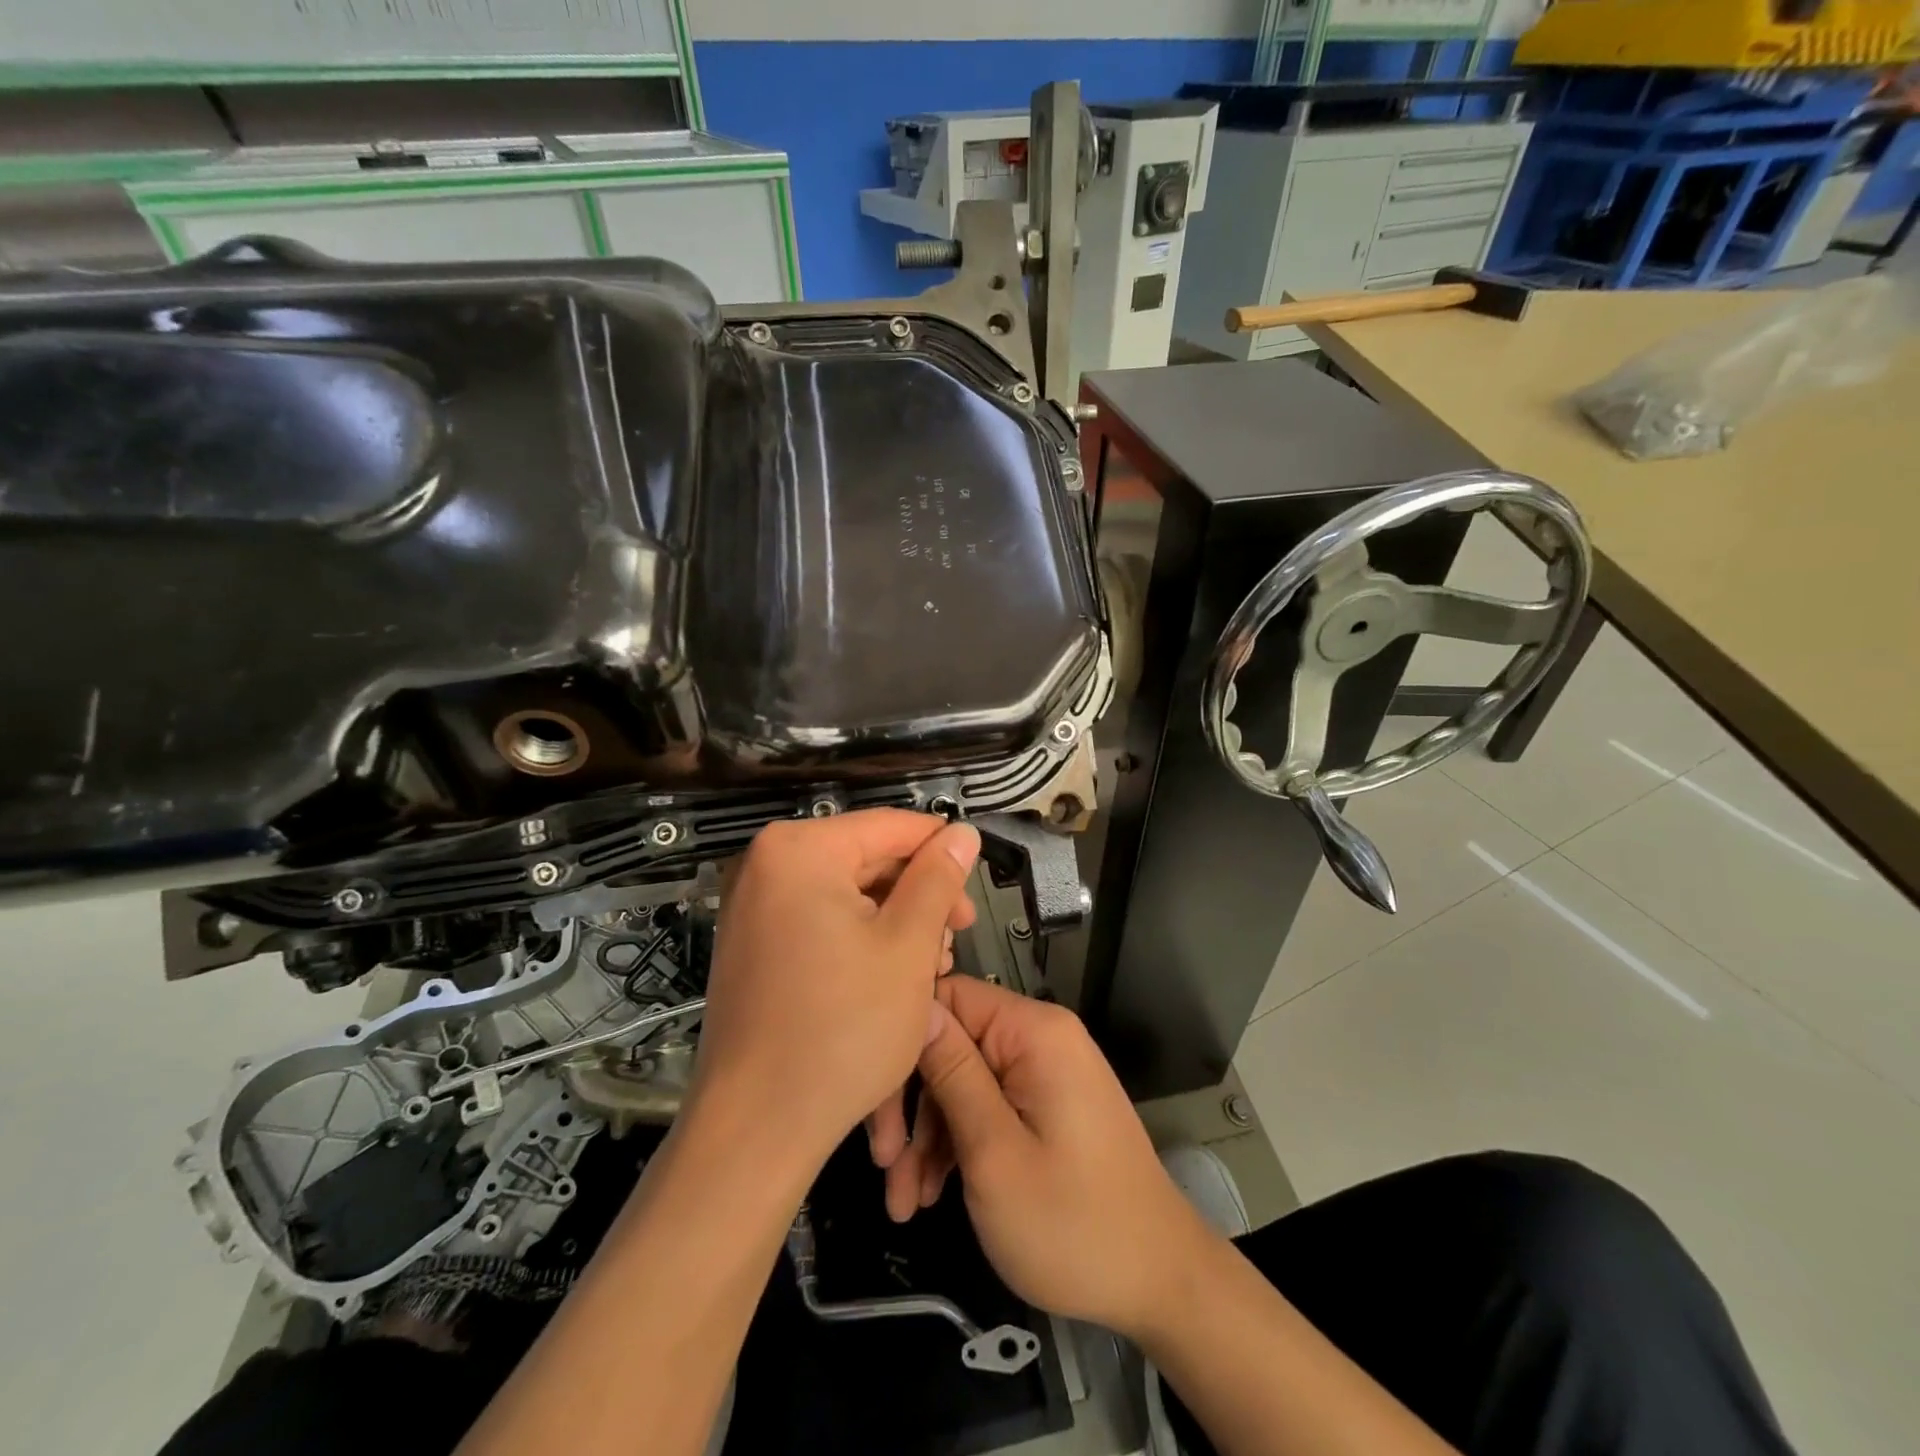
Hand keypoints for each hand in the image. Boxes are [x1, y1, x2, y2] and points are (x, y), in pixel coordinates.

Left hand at [690, 810, 979, 1170]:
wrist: (757, 1127)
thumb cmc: (843, 1029)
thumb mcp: (908, 946)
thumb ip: (938, 879)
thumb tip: (962, 832)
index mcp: (798, 850)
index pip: (891, 826)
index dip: (943, 851)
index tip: (976, 890)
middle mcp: (765, 866)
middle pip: (867, 859)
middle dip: (919, 896)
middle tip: (956, 941)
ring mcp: (753, 907)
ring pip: (848, 894)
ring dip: (896, 923)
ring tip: (930, 967)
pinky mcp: (753, 946)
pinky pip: (820, 921)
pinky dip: (861, 940)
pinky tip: (891, 978)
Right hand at [906, 976, 1215, 1338]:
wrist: (1158, 1282)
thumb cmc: (1072, 1223)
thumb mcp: (994, 1152)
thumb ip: (952, 1073)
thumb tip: (916, 1004)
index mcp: (1033, 1031)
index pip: (946, 996)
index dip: (904, 1044)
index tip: (872, 1103)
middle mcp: (1039, 1037)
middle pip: (951, 1044)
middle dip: (913, 1106)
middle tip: (885, 1170)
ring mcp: (1043, 1071)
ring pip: (962, 1081)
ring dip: (928, 1137)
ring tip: (905, 1202)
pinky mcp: (1044, 1103)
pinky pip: (987, 1105)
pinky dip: (957, 1145)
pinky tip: (931, 1194)